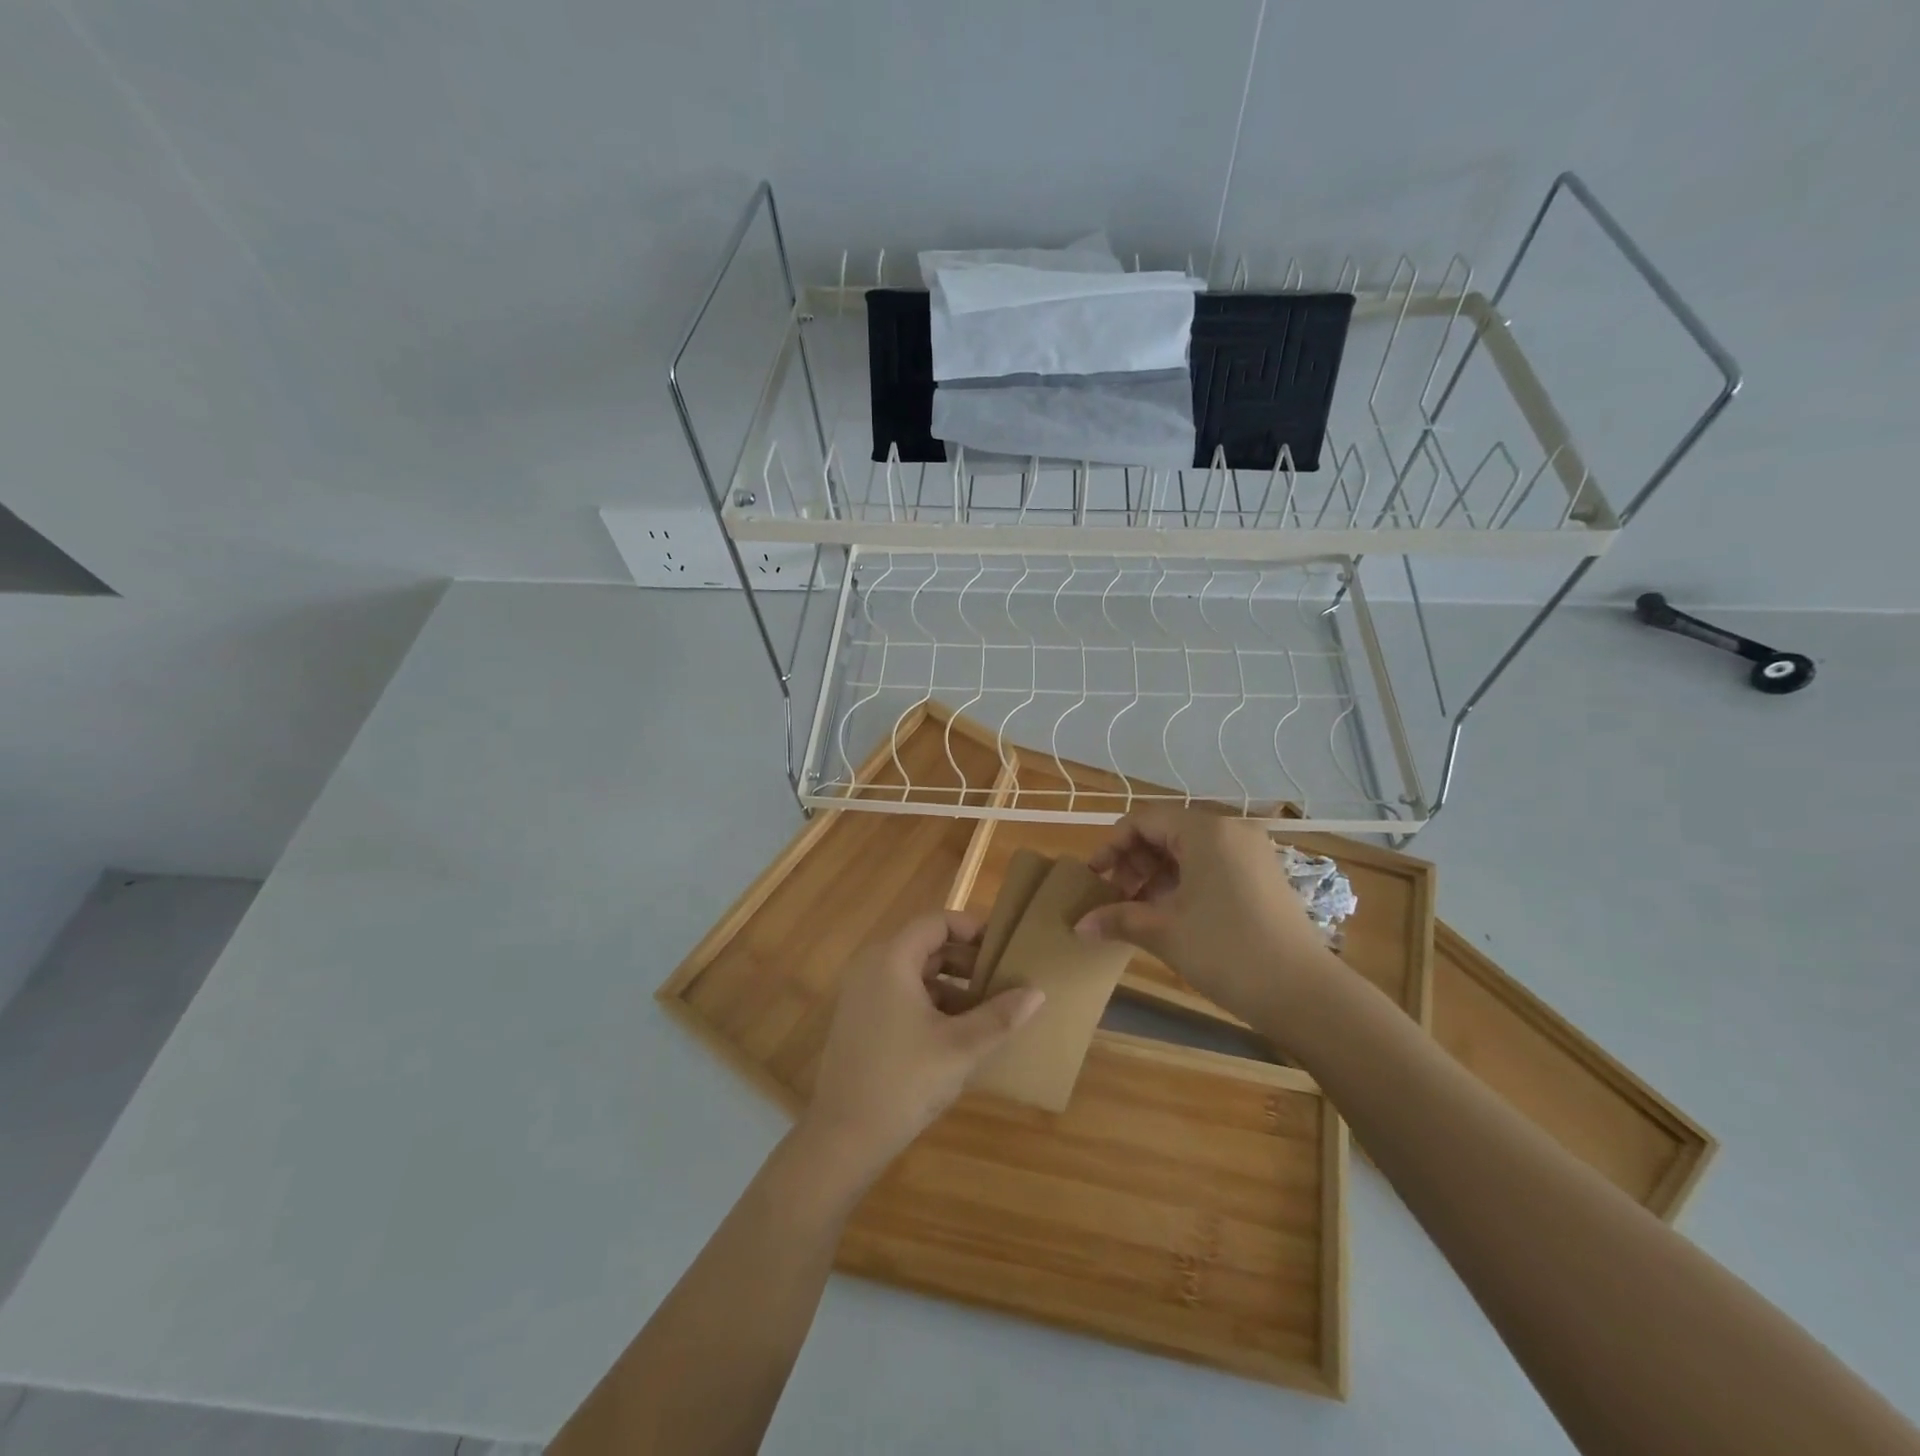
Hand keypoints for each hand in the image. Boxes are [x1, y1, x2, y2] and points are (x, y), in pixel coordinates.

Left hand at [801, 911, 1044, 1182]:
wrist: (843, 1137)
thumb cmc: (904, 1081)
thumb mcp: (961, 1047)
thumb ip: (1000, 1016)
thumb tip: (1037, 992)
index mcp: (891, 959)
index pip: (937, 922)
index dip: (972, 928)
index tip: (1003, 947)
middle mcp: (872, 966)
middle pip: (926, 946)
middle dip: (966, 961)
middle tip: (1003, 979)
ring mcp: (862, 994)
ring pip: (915, 973)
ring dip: (952, 985)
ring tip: (988, 1009)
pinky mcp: (860, 1020)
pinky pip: (902, 995)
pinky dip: (931, 1003)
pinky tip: (959, 1033)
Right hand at [1075, 804, 1340, 1028]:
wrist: (1305, 994)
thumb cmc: (1227, 952)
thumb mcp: (1165, 932)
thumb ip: (1117, 919)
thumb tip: (1079, 924)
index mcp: (1206, 831)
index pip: (1144, 820)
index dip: (1112, 846)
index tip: (1094, 878)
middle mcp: (1231, 831)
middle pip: (1166, 832)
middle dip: (1134, 862)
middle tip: (1116, 899)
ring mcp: (1251, 853)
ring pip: (1188, 850)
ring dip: (1156, 875)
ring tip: (1139, 911)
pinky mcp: (1262, 876)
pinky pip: (1211, 865)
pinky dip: (1183, 883)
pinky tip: (1170, 914)